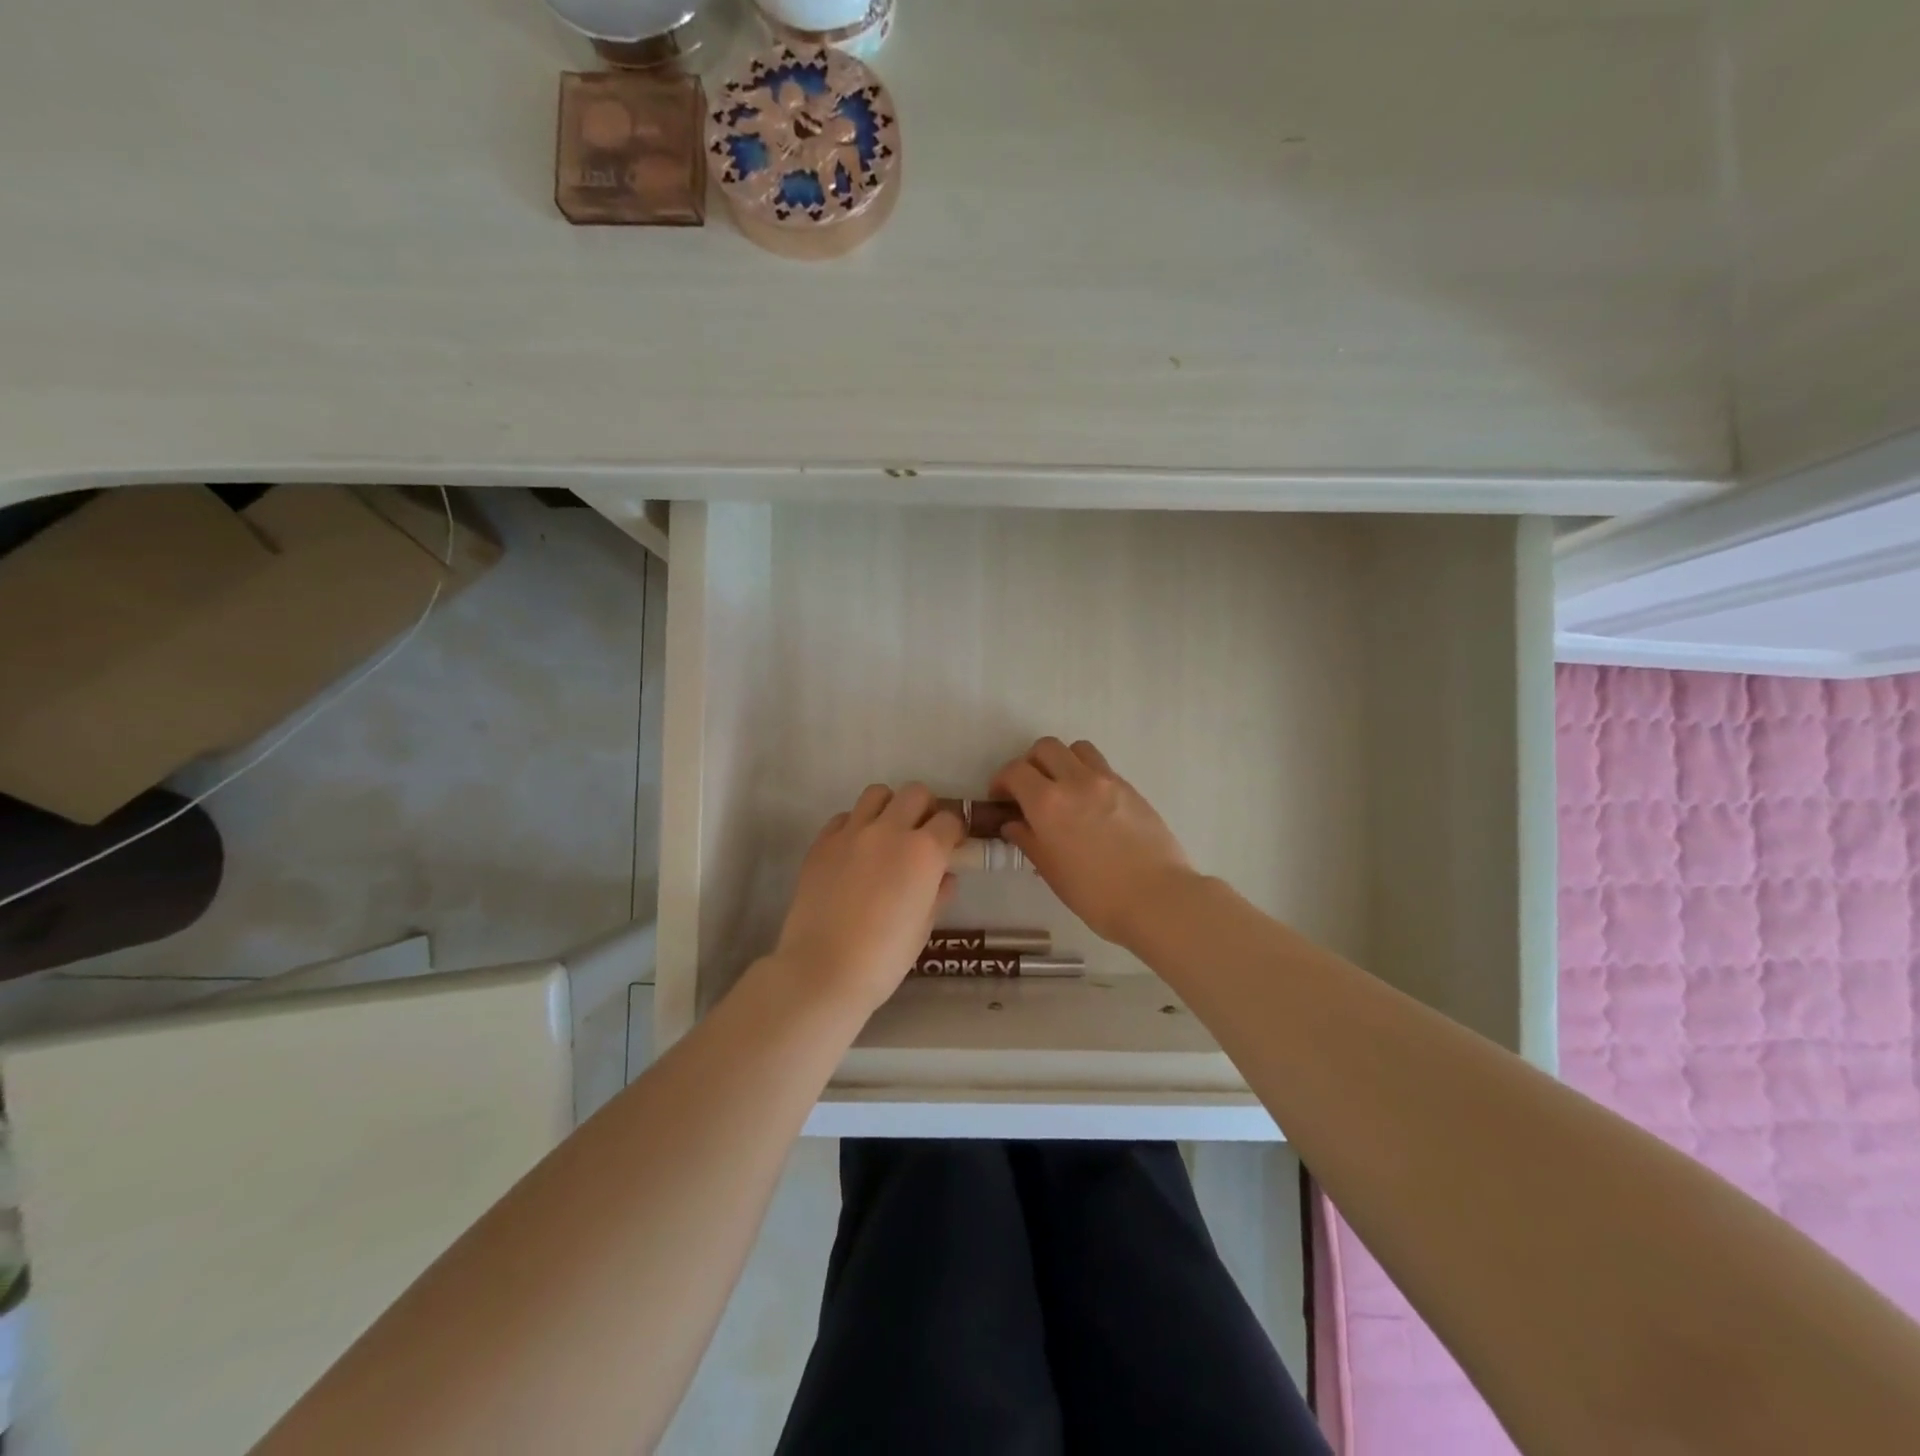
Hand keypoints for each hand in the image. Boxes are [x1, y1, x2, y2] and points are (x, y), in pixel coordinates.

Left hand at [770, 783, 964, 1015]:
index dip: (954, 832)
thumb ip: (938, 893)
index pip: (950, 820)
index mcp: (924, 852)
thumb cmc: (884, 957)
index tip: (952, 846)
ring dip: (889, 807)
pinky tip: (855, 852)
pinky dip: (855, 826)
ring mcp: (851, 833)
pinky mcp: (822, 842)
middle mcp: (889, 830)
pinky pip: (844, 817)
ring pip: (877, 794)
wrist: (823, 969)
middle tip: (921, 834)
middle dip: (925, 808)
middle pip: (915, 793)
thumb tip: (944, 876)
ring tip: (887, 834)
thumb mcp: (924, 927)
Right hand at [992, 738, 1195, 947]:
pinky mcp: (1131, 788)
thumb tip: (1013, 824)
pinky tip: (1091, 804)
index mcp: (1048, 803)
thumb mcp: (1052, 872)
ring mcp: (1107, 781)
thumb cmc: (1096, 895)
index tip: (1001, 798)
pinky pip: (1101, 767)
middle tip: (1030, 790)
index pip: (1015, 772)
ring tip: (1063, 788)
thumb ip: (1028, 841)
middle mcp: (1075, 781)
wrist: (1157, 898)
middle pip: (1045, 748)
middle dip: (1030, 764)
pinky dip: (1087, 774)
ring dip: (1062, 761)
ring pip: (1076, 748)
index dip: (1001, 781)